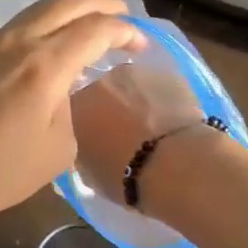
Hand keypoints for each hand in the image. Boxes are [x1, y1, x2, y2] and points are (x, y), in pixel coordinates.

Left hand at [0, 0, 144, 242]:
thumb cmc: (0, 173)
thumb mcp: (58, 148)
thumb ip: (72, 104)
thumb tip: (67, 85)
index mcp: (46, 65)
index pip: (97, 28)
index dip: (126, 30)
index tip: (142, 45)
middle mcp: (21, 40)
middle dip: (105, 3)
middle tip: (126, 18)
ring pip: (43, 4)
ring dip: (75, 7)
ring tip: (96, 22)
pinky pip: (23, 20)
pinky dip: (49, 19)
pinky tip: (58, 37)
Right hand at [69, 61, 203, 204]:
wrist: (173, 164)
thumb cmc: (123, 175)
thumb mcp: (89, 172)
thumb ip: (84, 149)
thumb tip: (91, 144)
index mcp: (75, 103)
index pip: (74, 107)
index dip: (87, 121)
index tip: (97, 136)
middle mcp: (101, 80)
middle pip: (104, 89)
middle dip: (112, 105)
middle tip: (125, 130)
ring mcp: (136, 72)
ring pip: (133, 84)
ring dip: (138, 99)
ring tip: (152, 126)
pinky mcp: (168, 73)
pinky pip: (159, 86)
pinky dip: (162, 99)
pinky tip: (173, 121)